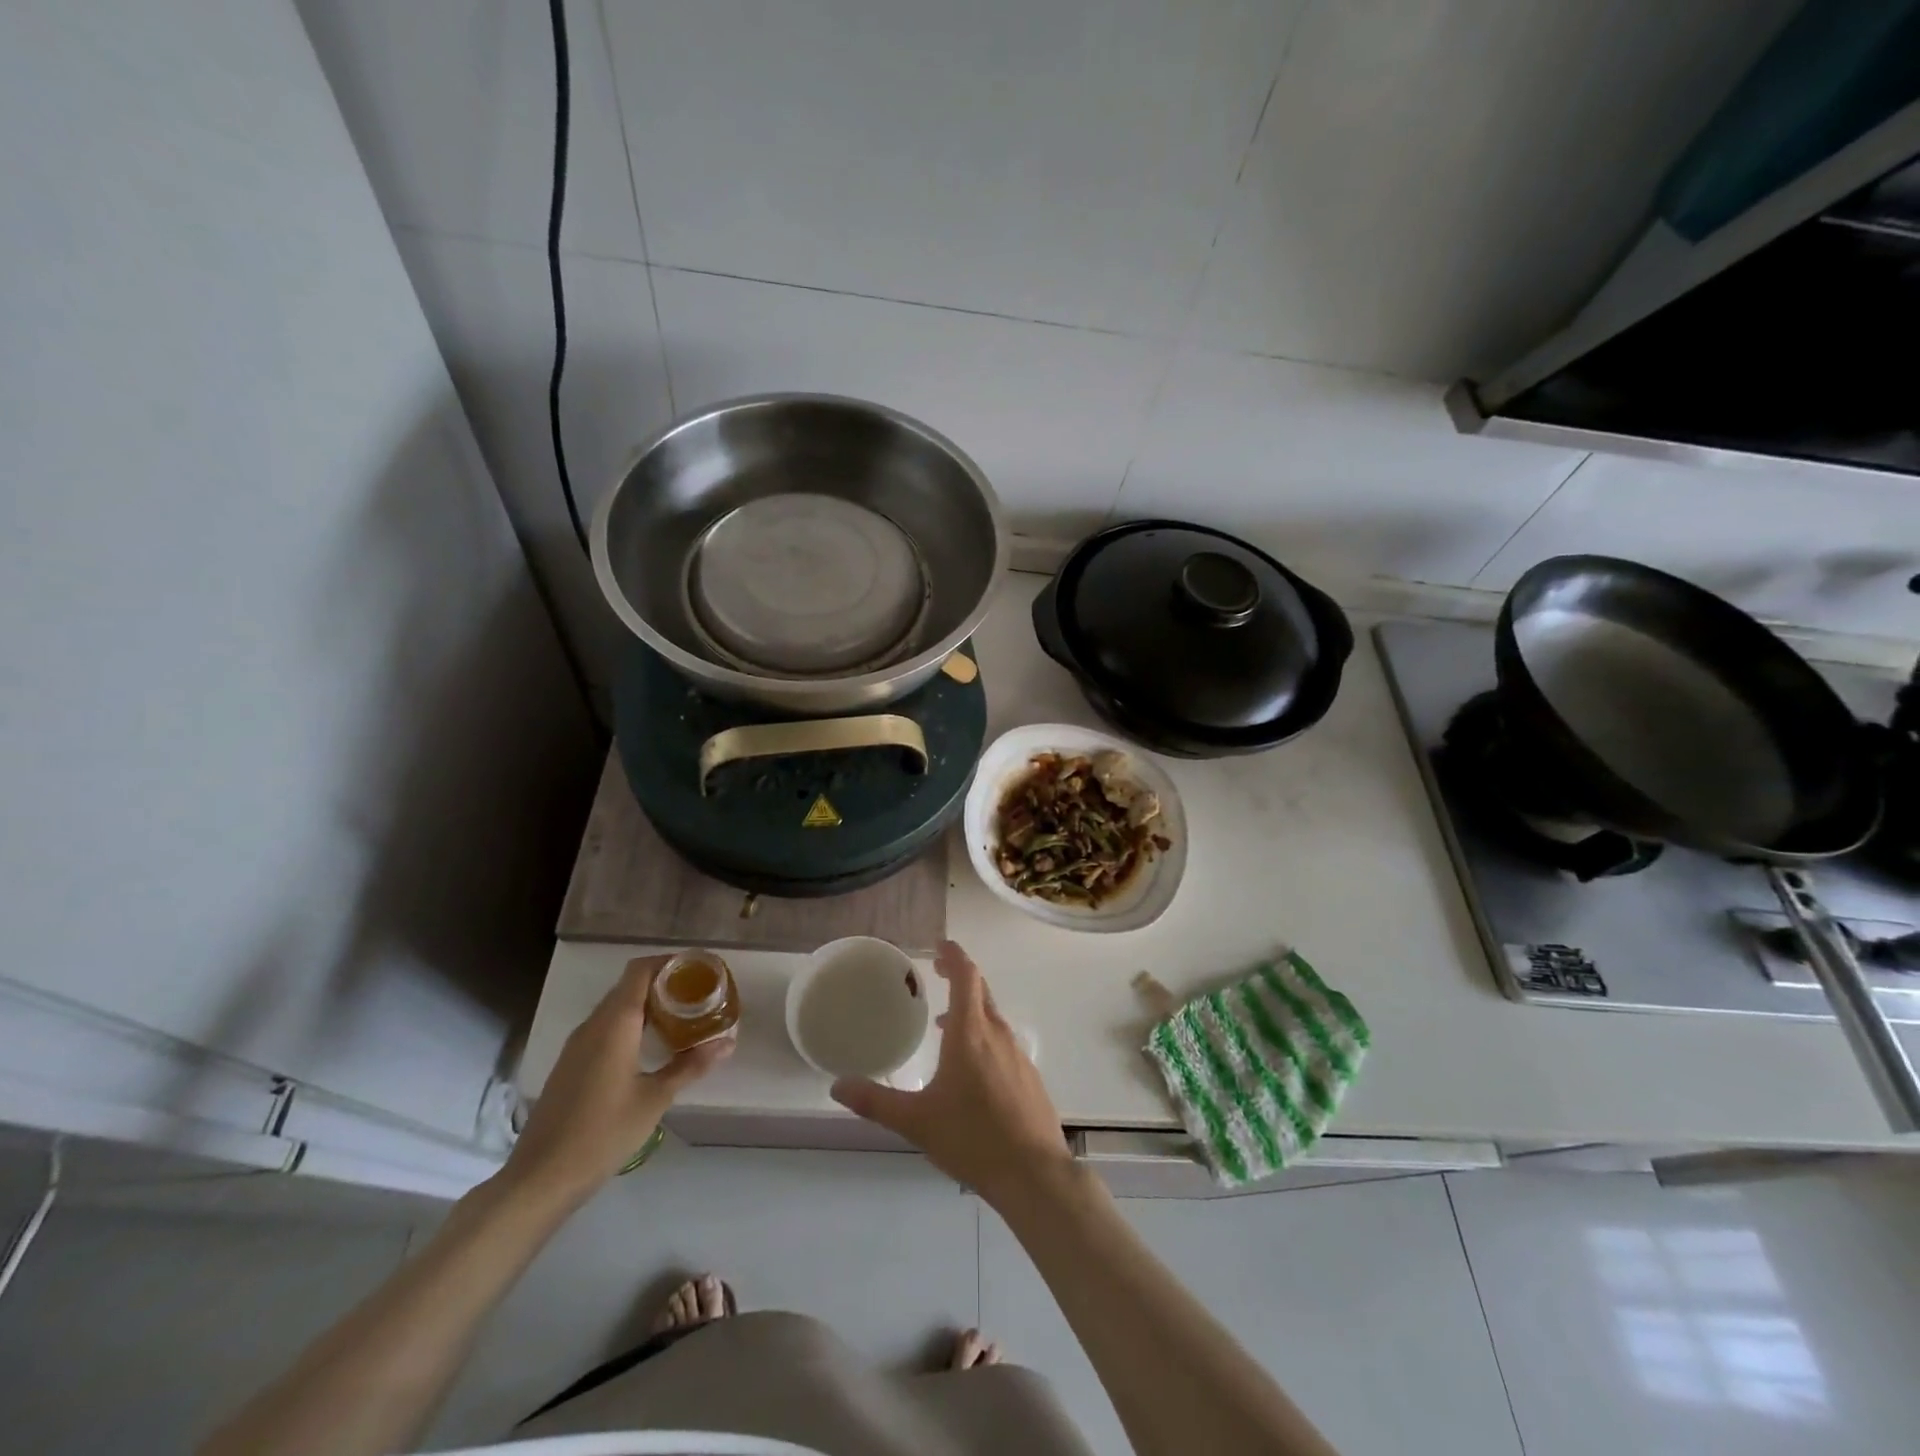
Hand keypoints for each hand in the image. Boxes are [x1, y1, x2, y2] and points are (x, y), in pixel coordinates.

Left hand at [502, 956, 732, 1208]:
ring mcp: (577, 1045)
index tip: (698, 969)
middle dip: (664, 983)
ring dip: (647, 1005)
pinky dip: (631, 1024)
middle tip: (698, 994)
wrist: (540, 1179)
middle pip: (629, 985)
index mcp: (615, 1023)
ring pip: (616, 1007)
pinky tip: (650, 1048)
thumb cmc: (603, 1133)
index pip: (640, 970)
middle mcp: (593, 1025)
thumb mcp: (655, 1099)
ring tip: (682, 1017)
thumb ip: (691, 1065)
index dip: (669, 962)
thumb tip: (727, 1042)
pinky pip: (605, 1028)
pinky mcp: (571, 1065)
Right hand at [832, 941, 1070, 1204]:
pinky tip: (971, 1068)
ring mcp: (1018, 1055)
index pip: (966, 976)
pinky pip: (1003, 1042)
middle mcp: (997, 1034)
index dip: (954, 955)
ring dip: (970, 1010)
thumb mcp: (916, 1121)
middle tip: (937, 972)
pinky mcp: (1029, 1077)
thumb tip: (837, 1085)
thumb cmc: (972, 1138)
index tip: (939, 944)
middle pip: (981, 991)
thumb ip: (876, 1101)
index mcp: (971, 1033)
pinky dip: (984, 1037)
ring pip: (993, 1018)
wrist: (1033, 1174)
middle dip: (960, 976)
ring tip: (945, 1025)